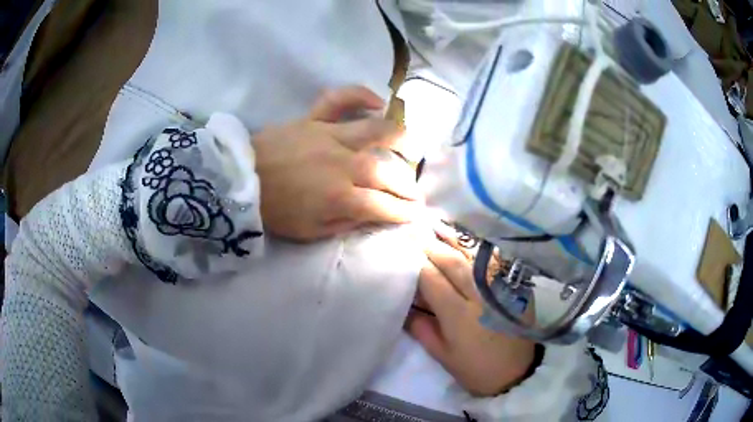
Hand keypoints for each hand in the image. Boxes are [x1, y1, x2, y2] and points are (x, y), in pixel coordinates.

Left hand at [253, 86, 421, 240]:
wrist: (240, 180)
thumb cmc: (274, 210)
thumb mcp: (309, 232)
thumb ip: (345, 224)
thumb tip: (372, 215)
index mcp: (341, 198)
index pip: (385, 206)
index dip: (404, 212)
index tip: (414, 214)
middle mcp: (343, 164)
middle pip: (388, 173)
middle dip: (407, 186)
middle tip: (414, 192)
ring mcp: (330, 136)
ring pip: (376, 131)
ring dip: (400, 138)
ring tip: (411, 146)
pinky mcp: (315, 119)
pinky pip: (340, 99)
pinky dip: (360, 95)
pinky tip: (378, 102)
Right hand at [406, 237, 535, 396]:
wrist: (516, 373)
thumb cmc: (475, 369)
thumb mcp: (443, 356)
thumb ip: (422, 329)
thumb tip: (403, 307)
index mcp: (459, 317)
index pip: (433, 281)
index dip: (417, 263)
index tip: (403, 249)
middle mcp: (480, 297)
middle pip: (453, 263)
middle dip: (432, 245)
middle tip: (415, 231)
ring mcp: (499, 290)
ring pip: (474, 257)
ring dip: (454, 240)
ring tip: (437, 225)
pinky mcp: (512, 288)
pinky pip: (494, 261)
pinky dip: (478, 248)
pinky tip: (467, 239)